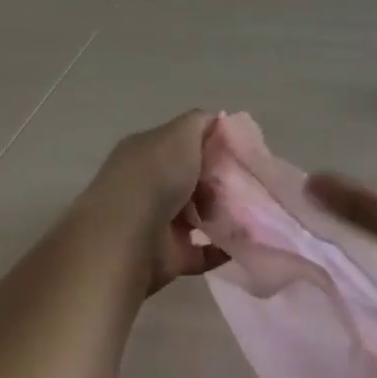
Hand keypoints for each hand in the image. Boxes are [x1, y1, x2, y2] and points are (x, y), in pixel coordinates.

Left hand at [80, 110, 228, 294]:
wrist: (128, 237)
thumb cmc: (157, 175)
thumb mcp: (181, 133)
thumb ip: (200, 122)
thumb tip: (217, 121)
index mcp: (146, 152)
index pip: (182, 143)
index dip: (211, 145)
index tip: (239, 151)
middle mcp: (148, 185)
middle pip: (191, 179)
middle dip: (219, 181)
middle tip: (246, 183)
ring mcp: (156, 222)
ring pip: (197, 215)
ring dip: (222, 214)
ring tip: (249, 211)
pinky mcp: (167, 256)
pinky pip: (201, 252)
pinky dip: (221, 248)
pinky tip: (243, 240)